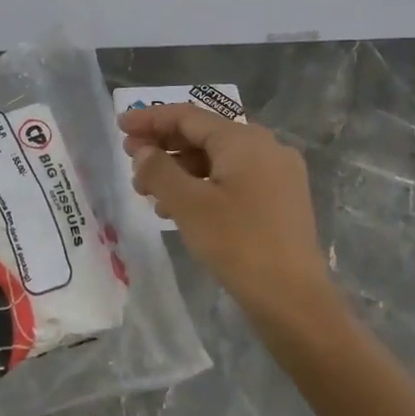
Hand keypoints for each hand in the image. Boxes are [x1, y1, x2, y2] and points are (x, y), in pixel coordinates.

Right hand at [120, 104, 333, 324]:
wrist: (294, 299)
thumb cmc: (238, 243)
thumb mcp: (188, 205)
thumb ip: (159, 171)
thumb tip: (143, 151)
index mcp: (244, 140)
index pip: (188, 116)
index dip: (150, 118)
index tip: (121, 125)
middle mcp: (265, 147)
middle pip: (204, 135)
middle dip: (164, 146)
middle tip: (130, 159)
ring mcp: (278, 173)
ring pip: (218, 160)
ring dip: (180, 170)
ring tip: (147, 192)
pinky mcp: (281, 199)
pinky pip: (233, 179)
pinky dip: (203, 186)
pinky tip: (179, 209)